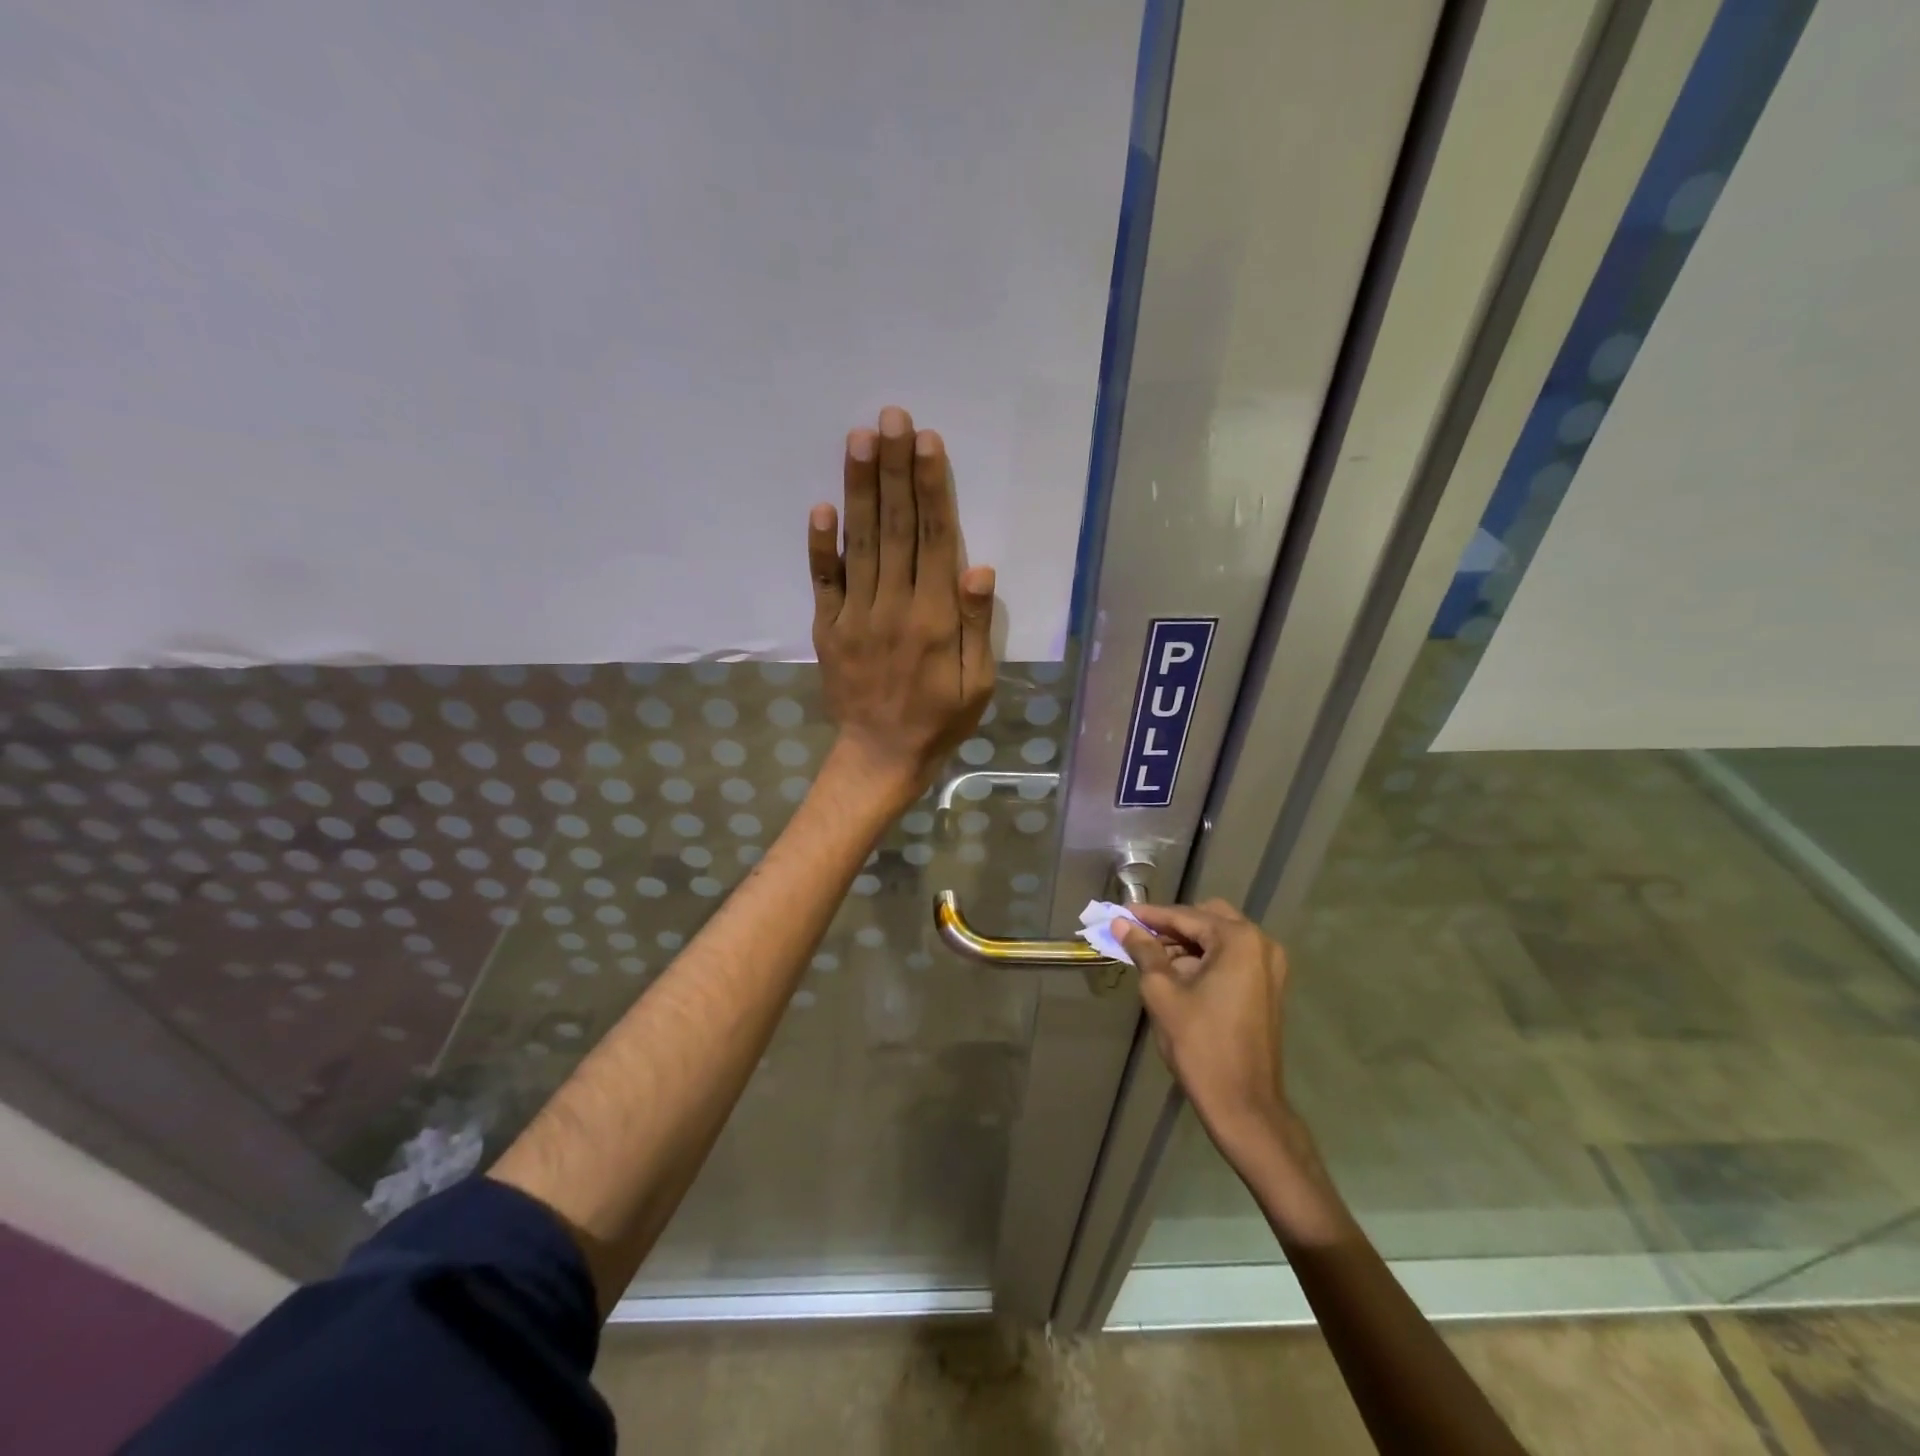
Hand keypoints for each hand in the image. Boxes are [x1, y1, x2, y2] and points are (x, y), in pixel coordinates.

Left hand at [809, 406, 995, 804]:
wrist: (881, 756)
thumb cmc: (940, 719)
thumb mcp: (977, 684)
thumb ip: (977, 626)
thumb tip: (979, 568)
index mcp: (935, 619)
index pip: (934, 541)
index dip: (931, 489)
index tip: (926, 442)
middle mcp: (893, 607)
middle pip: (895, 528)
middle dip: (894, 470)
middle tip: (891, 417)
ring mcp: (854, 616)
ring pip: (859, 543)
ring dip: (859, 489)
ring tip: (860, 439)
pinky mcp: (828, 628)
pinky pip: (822, 581)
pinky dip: (820, 545)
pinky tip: (820, 506)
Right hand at [1118, 900, 1293, 1153]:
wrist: (1243, 1104)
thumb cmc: (1199, 1044)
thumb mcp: (1162, 992)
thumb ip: (1143, 950)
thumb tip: (1121, 923)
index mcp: (1239, 940)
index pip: (1186, 916)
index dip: (1150, 916)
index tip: (1120, 914)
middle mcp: (1261, 944)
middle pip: (1208, 919)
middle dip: (1172, 926)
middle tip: (1138, 935)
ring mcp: (1270, 966)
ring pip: (1220, 938)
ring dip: (1188, 942)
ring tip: (1152, 956)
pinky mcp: (1268, 987)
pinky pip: (1232, 958)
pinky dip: (1205, 958)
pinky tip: (1177, 972)